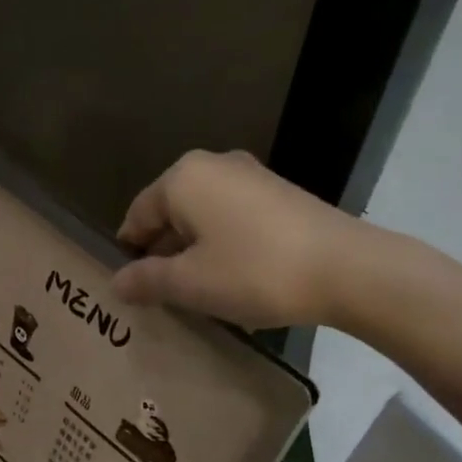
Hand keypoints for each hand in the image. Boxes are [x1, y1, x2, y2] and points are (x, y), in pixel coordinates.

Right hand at [110, 150, 360, 329]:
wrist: (344, 268)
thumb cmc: (253, 272)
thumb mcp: (190, 283)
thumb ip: (147, 280)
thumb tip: (116, 282)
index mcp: (183, 178)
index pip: (138, 215)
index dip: (129, 252)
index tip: (130, 288)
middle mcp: (213, 166)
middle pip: (171, 212)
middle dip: (162, 252)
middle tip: (160, 295)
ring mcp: (251, 176)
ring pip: (203, 216)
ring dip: (194, 251)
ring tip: (196, 292)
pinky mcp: (279, 194)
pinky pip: (233, 218)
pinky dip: (223, 245)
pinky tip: (232, 278)